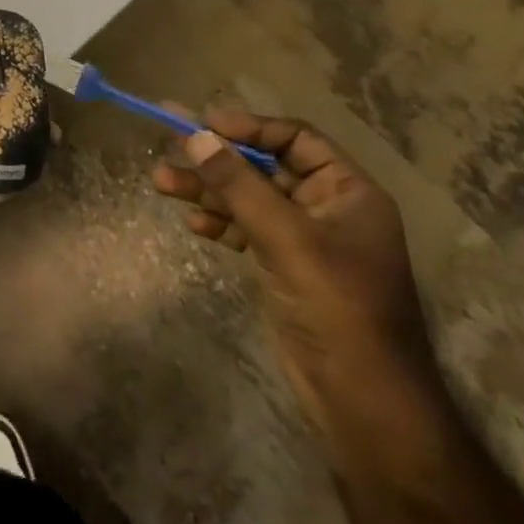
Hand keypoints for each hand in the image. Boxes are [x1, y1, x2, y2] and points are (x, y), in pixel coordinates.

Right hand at [152, 108, 449, 478]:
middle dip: (217, 160)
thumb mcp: (286, 238)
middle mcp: (326, 208)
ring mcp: (303, 239)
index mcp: (347, 191)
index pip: (294, 139)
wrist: (362, 400)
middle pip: (264, 167)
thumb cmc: (336, 306)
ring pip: (248, 199)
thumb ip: (238, 185)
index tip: (202, 123)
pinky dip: (219, 223)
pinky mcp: (283, 266)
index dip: (248, 127)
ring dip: (208, 191)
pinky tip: (192, 225)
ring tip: (161, 182)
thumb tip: (196, 135)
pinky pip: (245, 229)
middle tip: (168, 145)